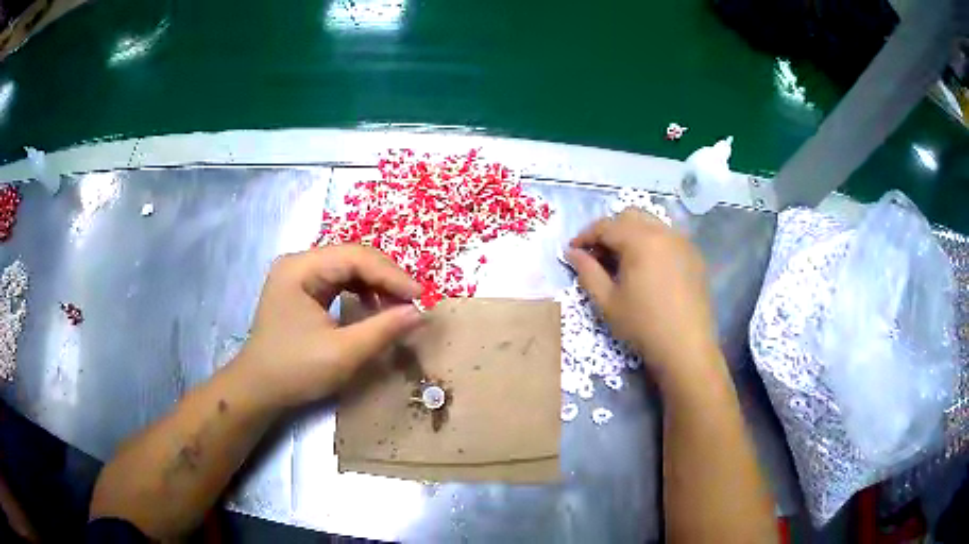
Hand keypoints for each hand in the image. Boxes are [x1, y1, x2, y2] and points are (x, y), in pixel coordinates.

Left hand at [235, 245, 422, 406]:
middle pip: (351, 257)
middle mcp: (298, 263)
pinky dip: (360, 292)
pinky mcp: (300, 290)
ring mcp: (297, 276)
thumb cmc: (295, 370)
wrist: (258, 390)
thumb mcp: (343, 353)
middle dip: (385, 278)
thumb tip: (420, 313)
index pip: (355, 257)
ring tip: (396, 305)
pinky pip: (337, 281)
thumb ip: (383, 329)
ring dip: (375, 284)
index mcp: (300, 268)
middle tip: (412, 301)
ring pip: (347, 268)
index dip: (391, 275)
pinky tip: (372, 307)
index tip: (420, 297)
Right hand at [567, 209, 719, 381]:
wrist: (686, 347)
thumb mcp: (607, 301)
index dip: (585, 236)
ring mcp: (682, 242)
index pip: (606, 225)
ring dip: (631, 234)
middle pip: (629, 216)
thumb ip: (587, 272)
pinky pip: (668, 237)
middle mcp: (663, 232)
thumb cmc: (643, 325)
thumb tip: (572, 253)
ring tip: (622, 261)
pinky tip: (647, 268)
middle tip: (598, 255)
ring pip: (651, 223)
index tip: (572, 251)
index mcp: (640, 240)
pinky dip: (651, 243)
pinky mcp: (694, 256)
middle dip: (609, 230)